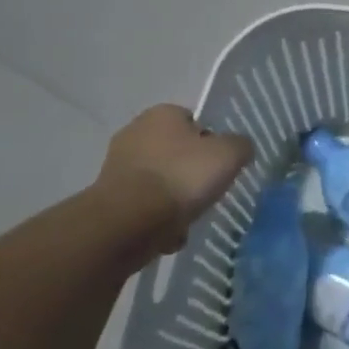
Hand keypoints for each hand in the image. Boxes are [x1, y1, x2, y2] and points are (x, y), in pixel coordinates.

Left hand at [96, 106, 252, 255]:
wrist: (129, 222)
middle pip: (176, 153)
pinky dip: (157, 219)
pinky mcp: (107, 199)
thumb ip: (240, 146)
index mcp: (162, 114)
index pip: (194, 121)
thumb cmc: (183, 176)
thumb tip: (239, 148)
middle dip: (191, 173)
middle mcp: (134, 133)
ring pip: (160, 182)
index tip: (221, 164)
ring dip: (174, 199)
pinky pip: (144, 206)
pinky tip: (169, 234)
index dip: (211, 142)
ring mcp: (117, 167)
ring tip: (190, 218)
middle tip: (208, 190)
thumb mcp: (229, 154)